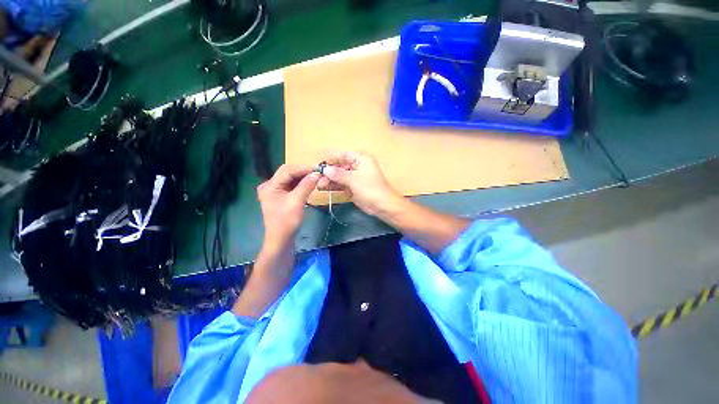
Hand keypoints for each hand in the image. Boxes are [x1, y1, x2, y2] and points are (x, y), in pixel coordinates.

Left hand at [257, 164, 319, 248]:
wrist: (281, 240)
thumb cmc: (286, 222)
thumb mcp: (297, 202)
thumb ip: (306, 186)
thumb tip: (317, 174)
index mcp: (270, 186)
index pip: (287, 170)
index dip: (303, 168)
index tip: (318, 168)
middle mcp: (271, 185)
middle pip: (289, 173)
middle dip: (304, 172)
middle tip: (319, 171)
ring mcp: (276, 191)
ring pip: (292, 179)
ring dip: (304, 178)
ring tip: (317, 176)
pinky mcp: (282, 196)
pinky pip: (293, 186)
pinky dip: (302, 184)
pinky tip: (311, 183)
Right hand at [321, 151, 401, 216]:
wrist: (382, 206)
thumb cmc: (370, 189)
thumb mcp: (353, 180)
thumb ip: (338, 174)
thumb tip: (324, 169)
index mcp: (361, 159)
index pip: (342, 154)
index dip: (330, 157)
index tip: (318, 162)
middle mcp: (358, 165)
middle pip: (339, 166)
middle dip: (328, 172)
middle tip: (317, 177)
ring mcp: (355, 177)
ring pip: (339, 176)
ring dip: (329, 180)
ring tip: (318, 184)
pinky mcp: (353, 187)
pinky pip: (341, 184)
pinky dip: (334, 186)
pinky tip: (324, 188)